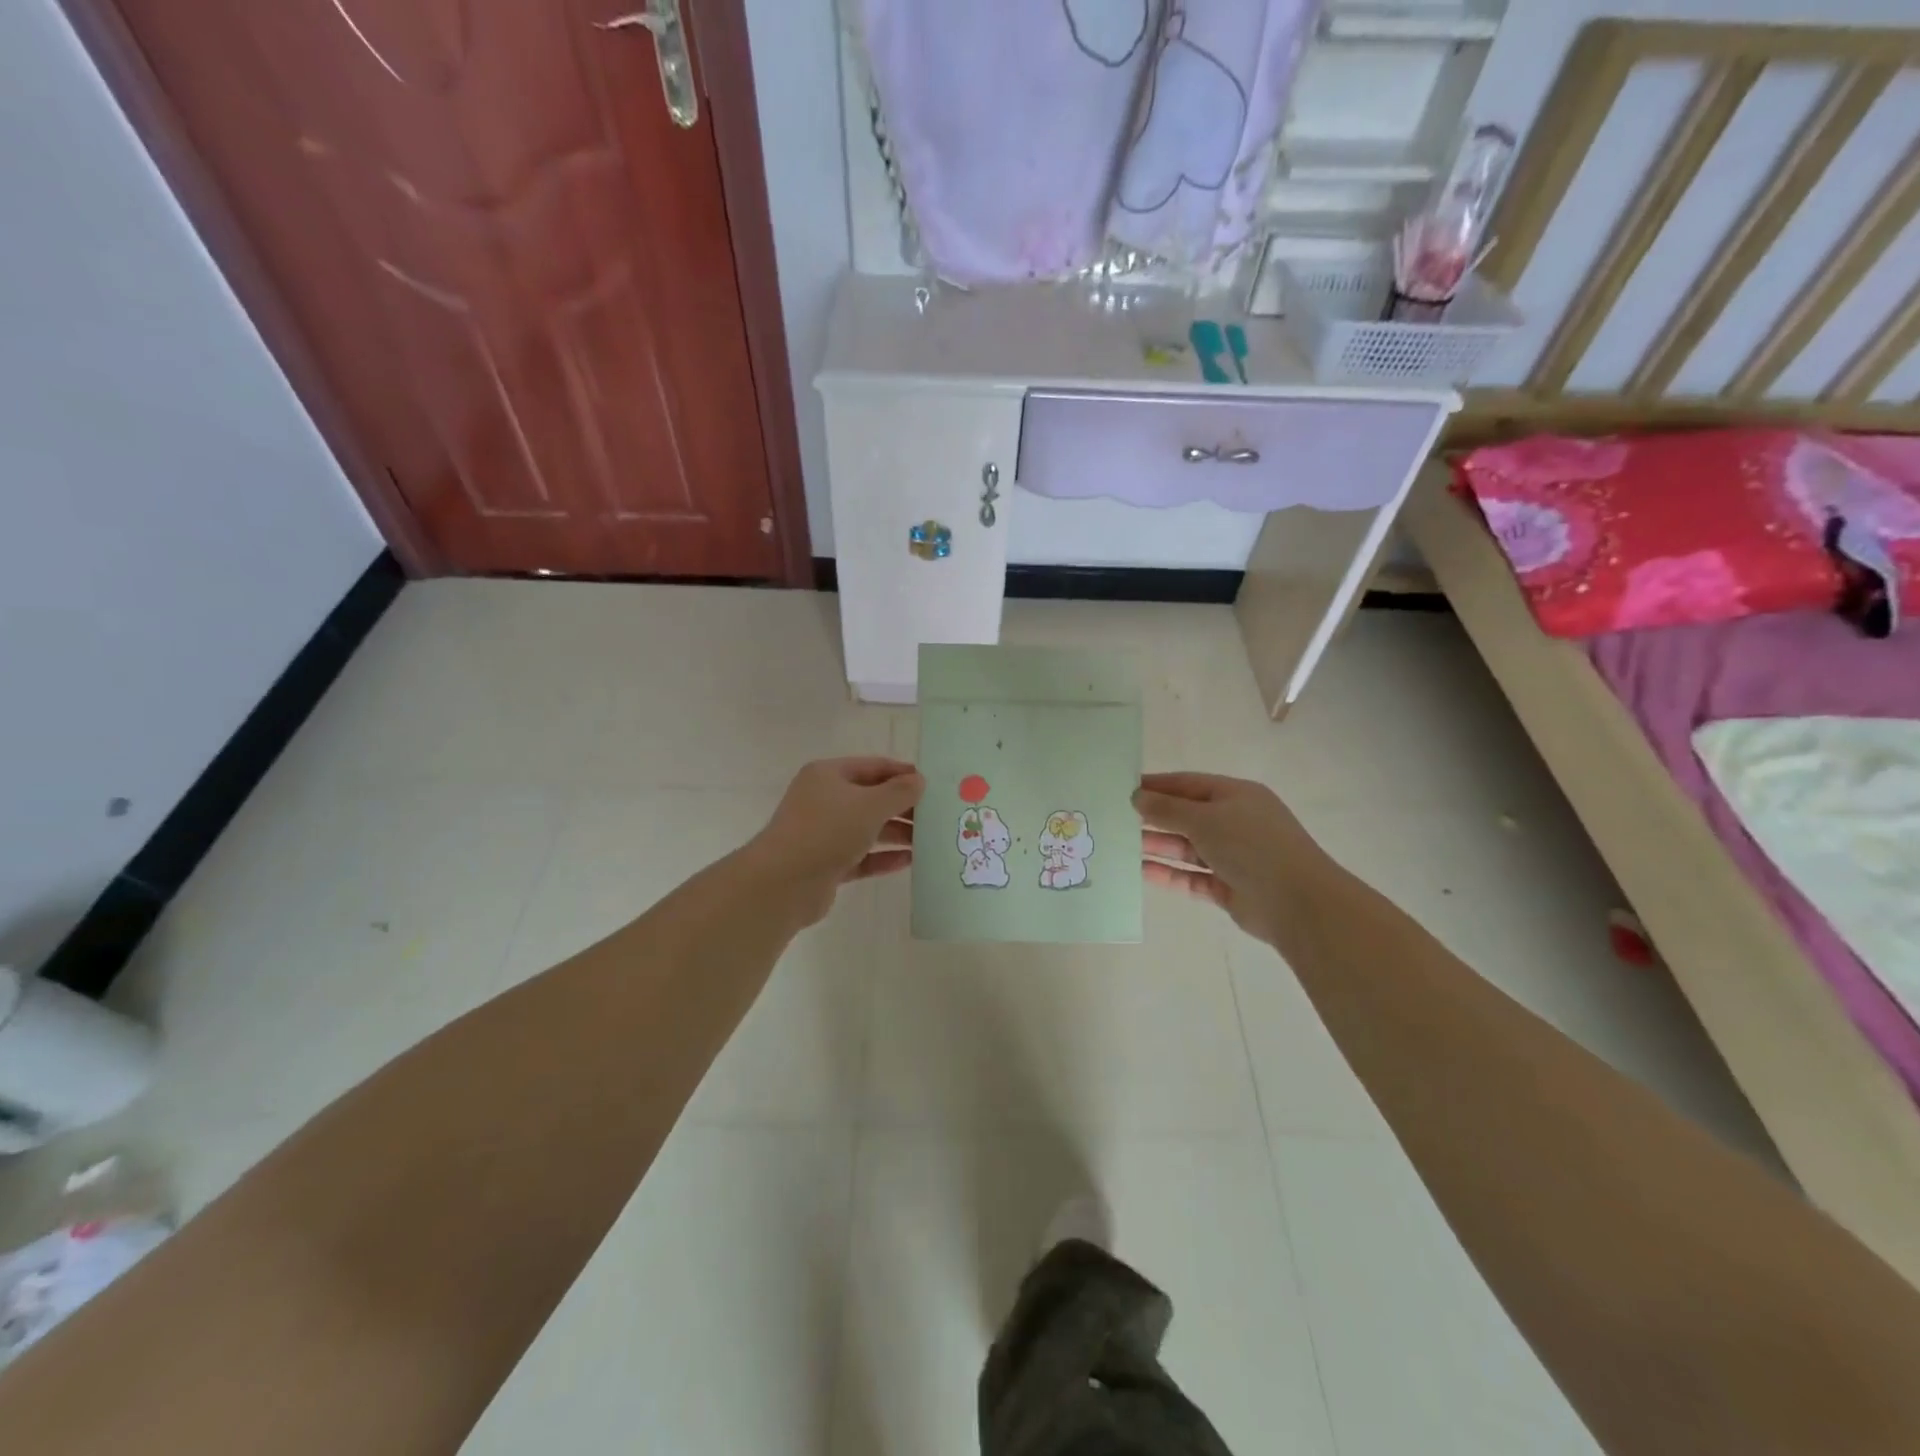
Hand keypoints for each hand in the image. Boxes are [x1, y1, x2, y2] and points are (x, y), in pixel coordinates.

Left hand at [748, 757, 923, 924]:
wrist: (783, 883)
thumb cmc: (827, 831)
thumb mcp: (870, 805)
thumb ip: (899, 792)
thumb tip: (919, 781)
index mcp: (828, 775)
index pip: (873, 767)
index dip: (903, 773)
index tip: (933, 785)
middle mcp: (824, 800)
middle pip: (871, 798)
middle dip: (903, 807)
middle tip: (936, 816)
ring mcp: (823, 833)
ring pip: (867, 828)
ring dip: (897, 833)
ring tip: (929, 841)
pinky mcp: (826, 864)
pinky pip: (861, 856)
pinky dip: (883, 857)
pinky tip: (909, 861)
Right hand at [1133, 772, 1323, 946]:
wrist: (1297, 903)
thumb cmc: (1251, 845)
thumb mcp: (1204, 818)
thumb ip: (1167, 809)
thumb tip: (1137, 797)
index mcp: (1236, 796)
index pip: (1189, 784)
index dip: (1157, 785)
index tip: (1125, 788)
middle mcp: (1235, 823)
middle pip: (1187, 816)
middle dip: (1154, 818)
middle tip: (1116, 819)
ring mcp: (1233, 857)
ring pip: (1187, 848)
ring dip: (1158, 846)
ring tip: (1121, 845)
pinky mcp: (1229, 888)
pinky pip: (1192, 877)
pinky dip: (1169, 874)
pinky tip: (1140, 872)